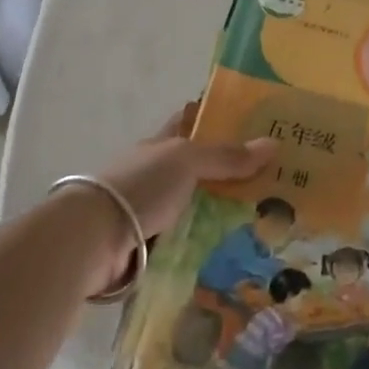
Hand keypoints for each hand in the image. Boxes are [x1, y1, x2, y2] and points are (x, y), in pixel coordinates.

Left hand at [80, 103, 275, 292]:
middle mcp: (155, 174)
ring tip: (267, 219)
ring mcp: (151, 211)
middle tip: (275, 179)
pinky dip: (208, 243)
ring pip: (196, 206)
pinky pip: (189, 240)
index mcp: (160, 145)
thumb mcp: (186, 161)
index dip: (215, 119)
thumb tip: (274, 143)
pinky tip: (237, 248)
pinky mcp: (150, 245)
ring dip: (223, 213)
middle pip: (199, 169)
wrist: (93, 240)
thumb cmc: (140, 186)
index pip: (190, 123)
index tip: (251, 123)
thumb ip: (227, 156)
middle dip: (231, 173)